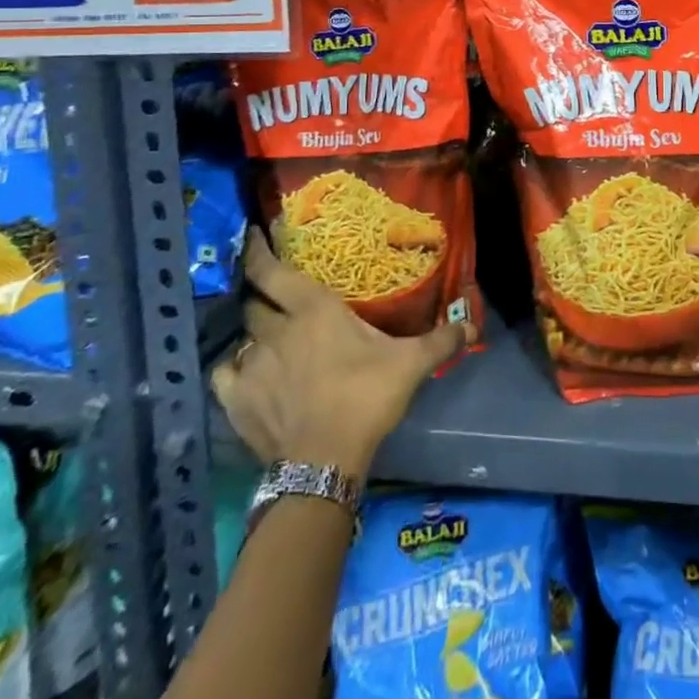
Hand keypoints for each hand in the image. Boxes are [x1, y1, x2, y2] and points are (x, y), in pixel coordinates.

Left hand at [211, 229, 474, 479]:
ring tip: (263, 337)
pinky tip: (244, 373)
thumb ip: (440, 341)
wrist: (325, 462)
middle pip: (253, 302)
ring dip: (251, 332)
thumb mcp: (410, 365)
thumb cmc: (366, 397)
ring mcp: (252, 365)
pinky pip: (225, 372)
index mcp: (313, 310)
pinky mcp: (236, 400)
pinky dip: (232, 368)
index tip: (252, 236)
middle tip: (268, 291)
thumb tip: (472, 327)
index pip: (271, 271)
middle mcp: (277, 330)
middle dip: (258, 294)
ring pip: (241, 336)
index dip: (257, 251)